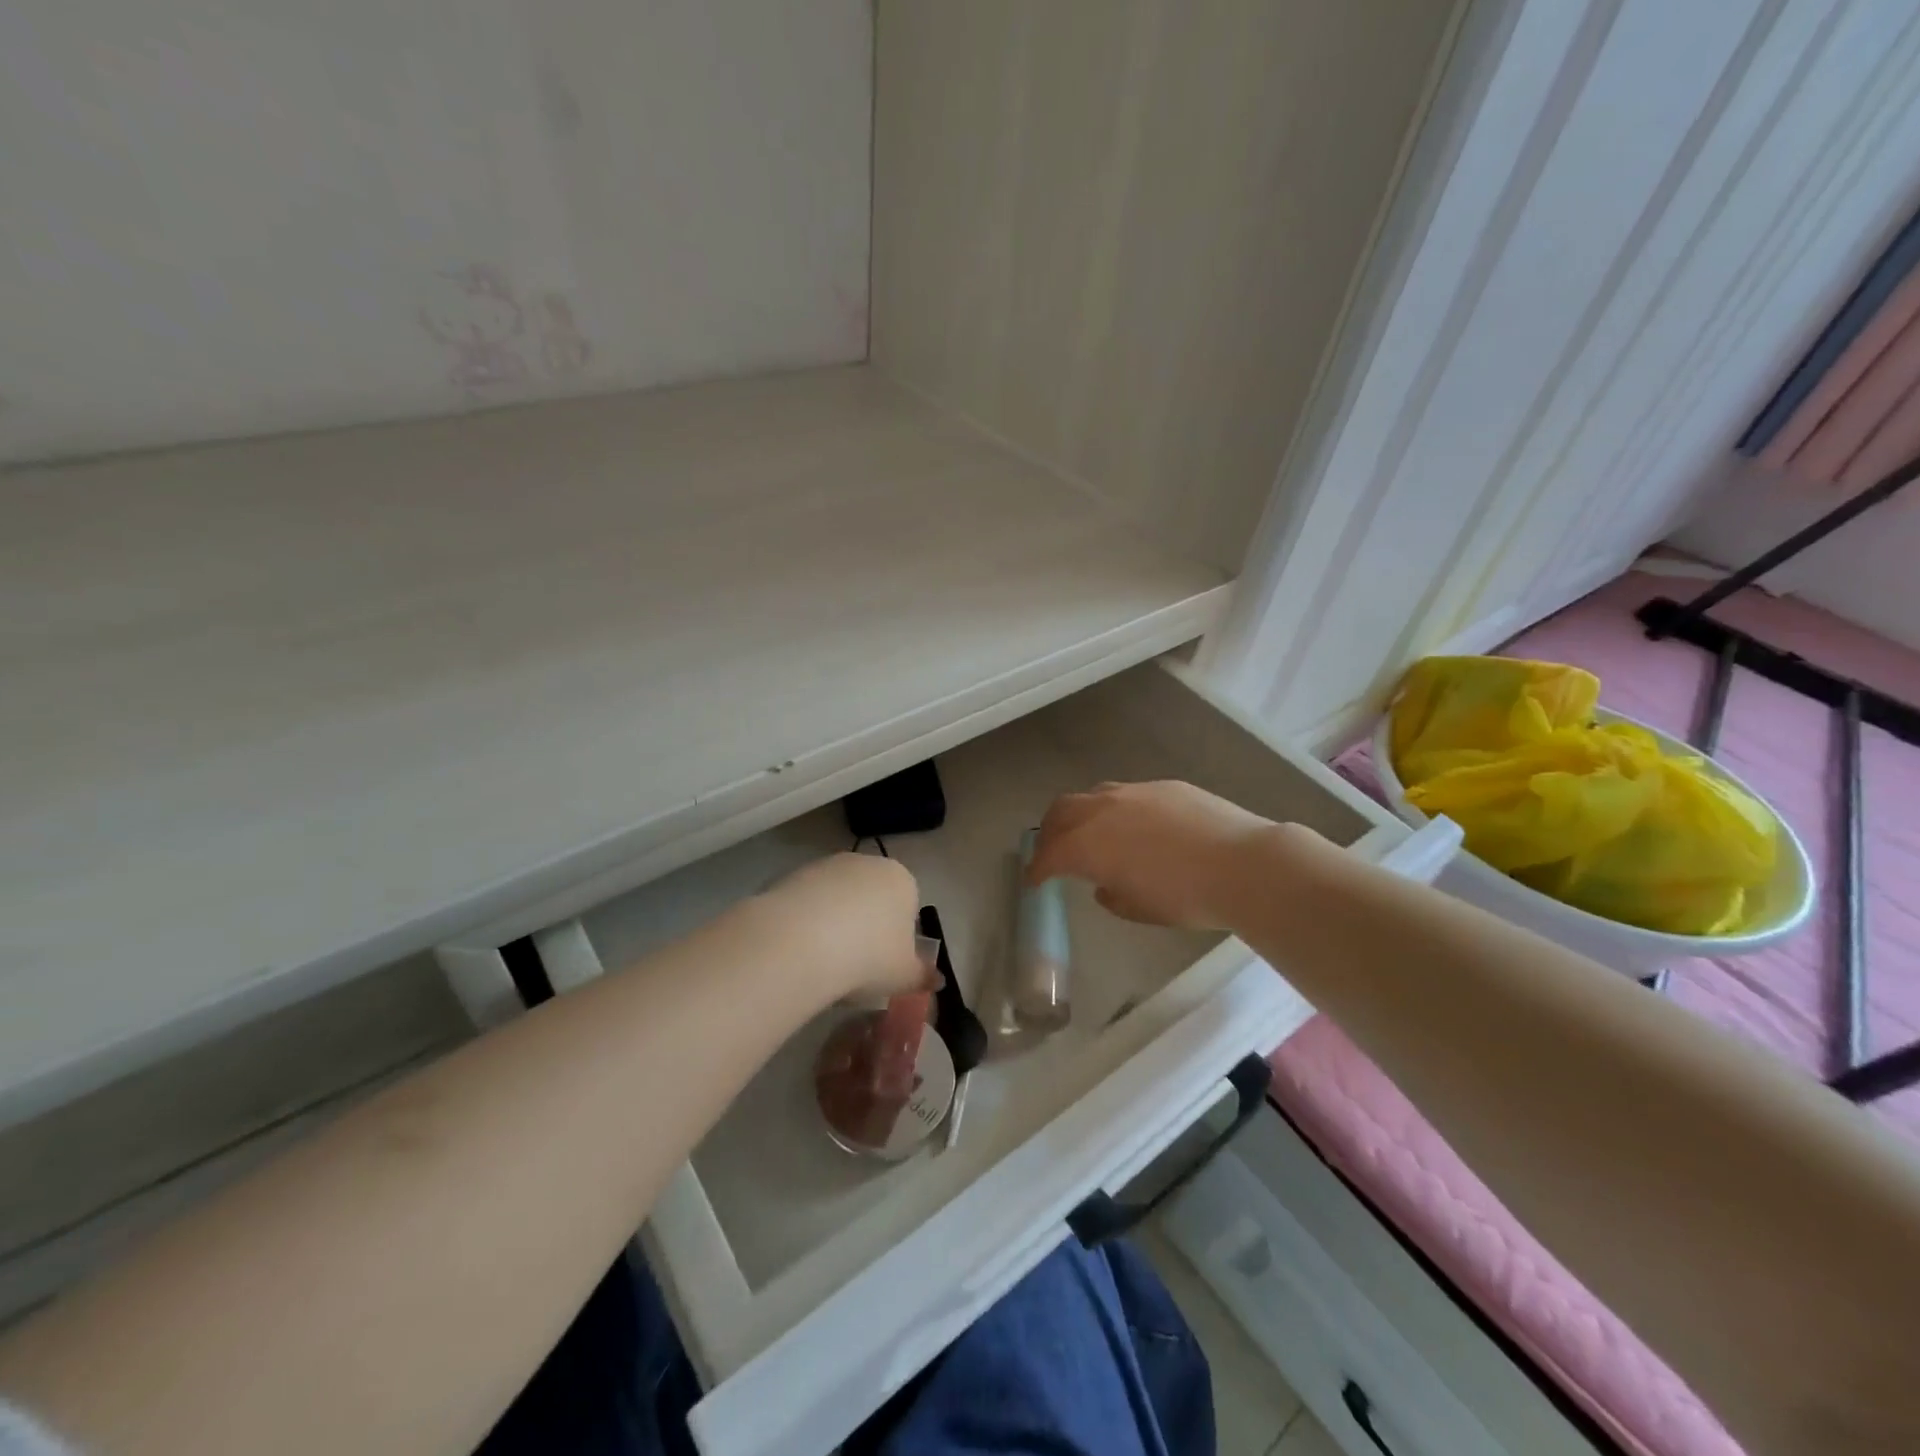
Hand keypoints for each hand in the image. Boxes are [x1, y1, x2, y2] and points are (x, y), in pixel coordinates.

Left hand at [756, 852, 932, 1000]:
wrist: (803, 942)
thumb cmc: (869, 956)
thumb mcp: (905, 975)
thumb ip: (923, 975)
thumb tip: (939, 980)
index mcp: (902, 880)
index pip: (908, 907)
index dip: (897, 939)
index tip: (883, 965)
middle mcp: (868, 863)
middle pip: (872, 898)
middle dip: (865, 927)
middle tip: (854, 965)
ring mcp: (829, 865)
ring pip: (838, 899)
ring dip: (834, 923)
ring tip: (823, 961)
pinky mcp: (794, 874)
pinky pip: (808, 902)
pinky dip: (806, 922)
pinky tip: (800, 949)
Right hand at [1027, 780, 1285, 929]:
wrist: (1243, 864)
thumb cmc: (1186, 897)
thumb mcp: (1140, 909)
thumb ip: (1113, 896)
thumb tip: (1105, 885)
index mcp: (1088, 844)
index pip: (1050, 854)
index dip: (1038, 869)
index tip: (1034, 880)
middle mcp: (1102, 810)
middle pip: (1061, 812)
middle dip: (1050, 832)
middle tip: (1053, 851)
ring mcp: (1133, 792)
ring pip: (1092, 795)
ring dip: (1080, 814)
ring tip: (1089, 832)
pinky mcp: (1163, 786)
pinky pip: (1126, 794)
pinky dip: (1115, 809)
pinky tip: (1135, 825)